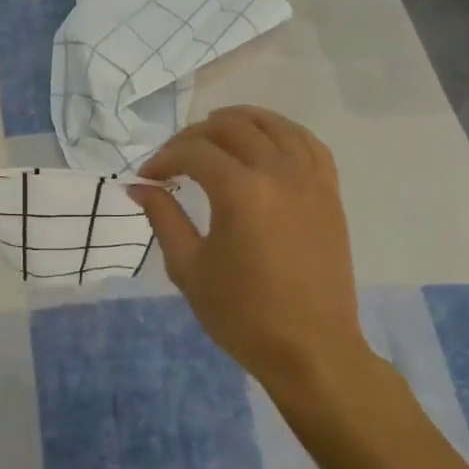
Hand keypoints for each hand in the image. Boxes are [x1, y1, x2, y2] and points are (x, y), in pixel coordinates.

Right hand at [133, 107, 369, 403]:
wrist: (310, 347)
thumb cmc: (241, 314)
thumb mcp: (189, 267)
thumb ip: (163, 218)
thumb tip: (139, 187)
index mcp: (241, 191)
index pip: (194, 152)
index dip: (164, 159)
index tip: (146, 178)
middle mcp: (279, 172)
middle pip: (232, 128)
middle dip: (194, 136)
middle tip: (174, 158)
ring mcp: (311, 179)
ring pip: (274, 125)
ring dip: (239, 121)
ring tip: (213, 133)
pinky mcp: (329, 192)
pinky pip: (308, 143)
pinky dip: (281, 132)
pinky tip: (264, 142)